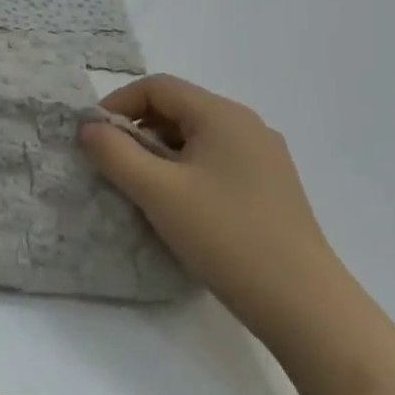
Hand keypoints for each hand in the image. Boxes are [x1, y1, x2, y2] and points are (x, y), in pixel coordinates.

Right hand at [80, 75, 353, 345]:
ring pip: (196, 136)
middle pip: (178, 108)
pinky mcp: (270, 188)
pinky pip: (215, 160)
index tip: (92, 135)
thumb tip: (88, 126)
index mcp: (223, 115)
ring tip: (139, 185)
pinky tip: (177, 204)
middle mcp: (248, 126)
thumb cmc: (225, 237)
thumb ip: (114, 152)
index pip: (158, 87)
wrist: (305, 307)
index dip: (118, 103)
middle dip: (137, 128)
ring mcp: (264, 158)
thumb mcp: (156, 191)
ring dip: (159, 151)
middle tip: (110, 161)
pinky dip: (184, 169)